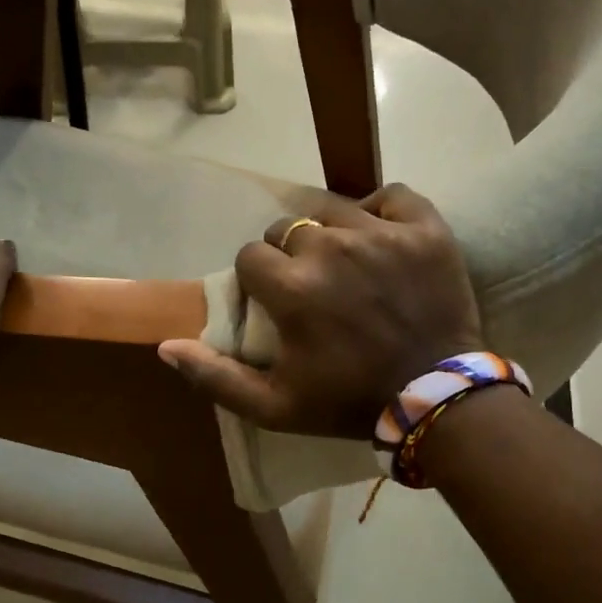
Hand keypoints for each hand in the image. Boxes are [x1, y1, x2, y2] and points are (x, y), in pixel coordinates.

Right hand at [158, 184, 482, 437]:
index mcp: (291, 288)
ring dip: (329, 233)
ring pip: (333, 209)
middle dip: (289, 256)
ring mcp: (381, 235)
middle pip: (287, 229)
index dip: (257, 279)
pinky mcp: (425, 230)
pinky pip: (391, 195)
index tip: (274, 301)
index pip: (249, 257)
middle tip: (311, 287)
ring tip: (344, 262)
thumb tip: (166, 346)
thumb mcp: (273, 407)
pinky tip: (378, 235)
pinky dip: (380, 210)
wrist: (435, 399)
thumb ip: (216, 377)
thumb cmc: (348, 403)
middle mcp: (330, 249)